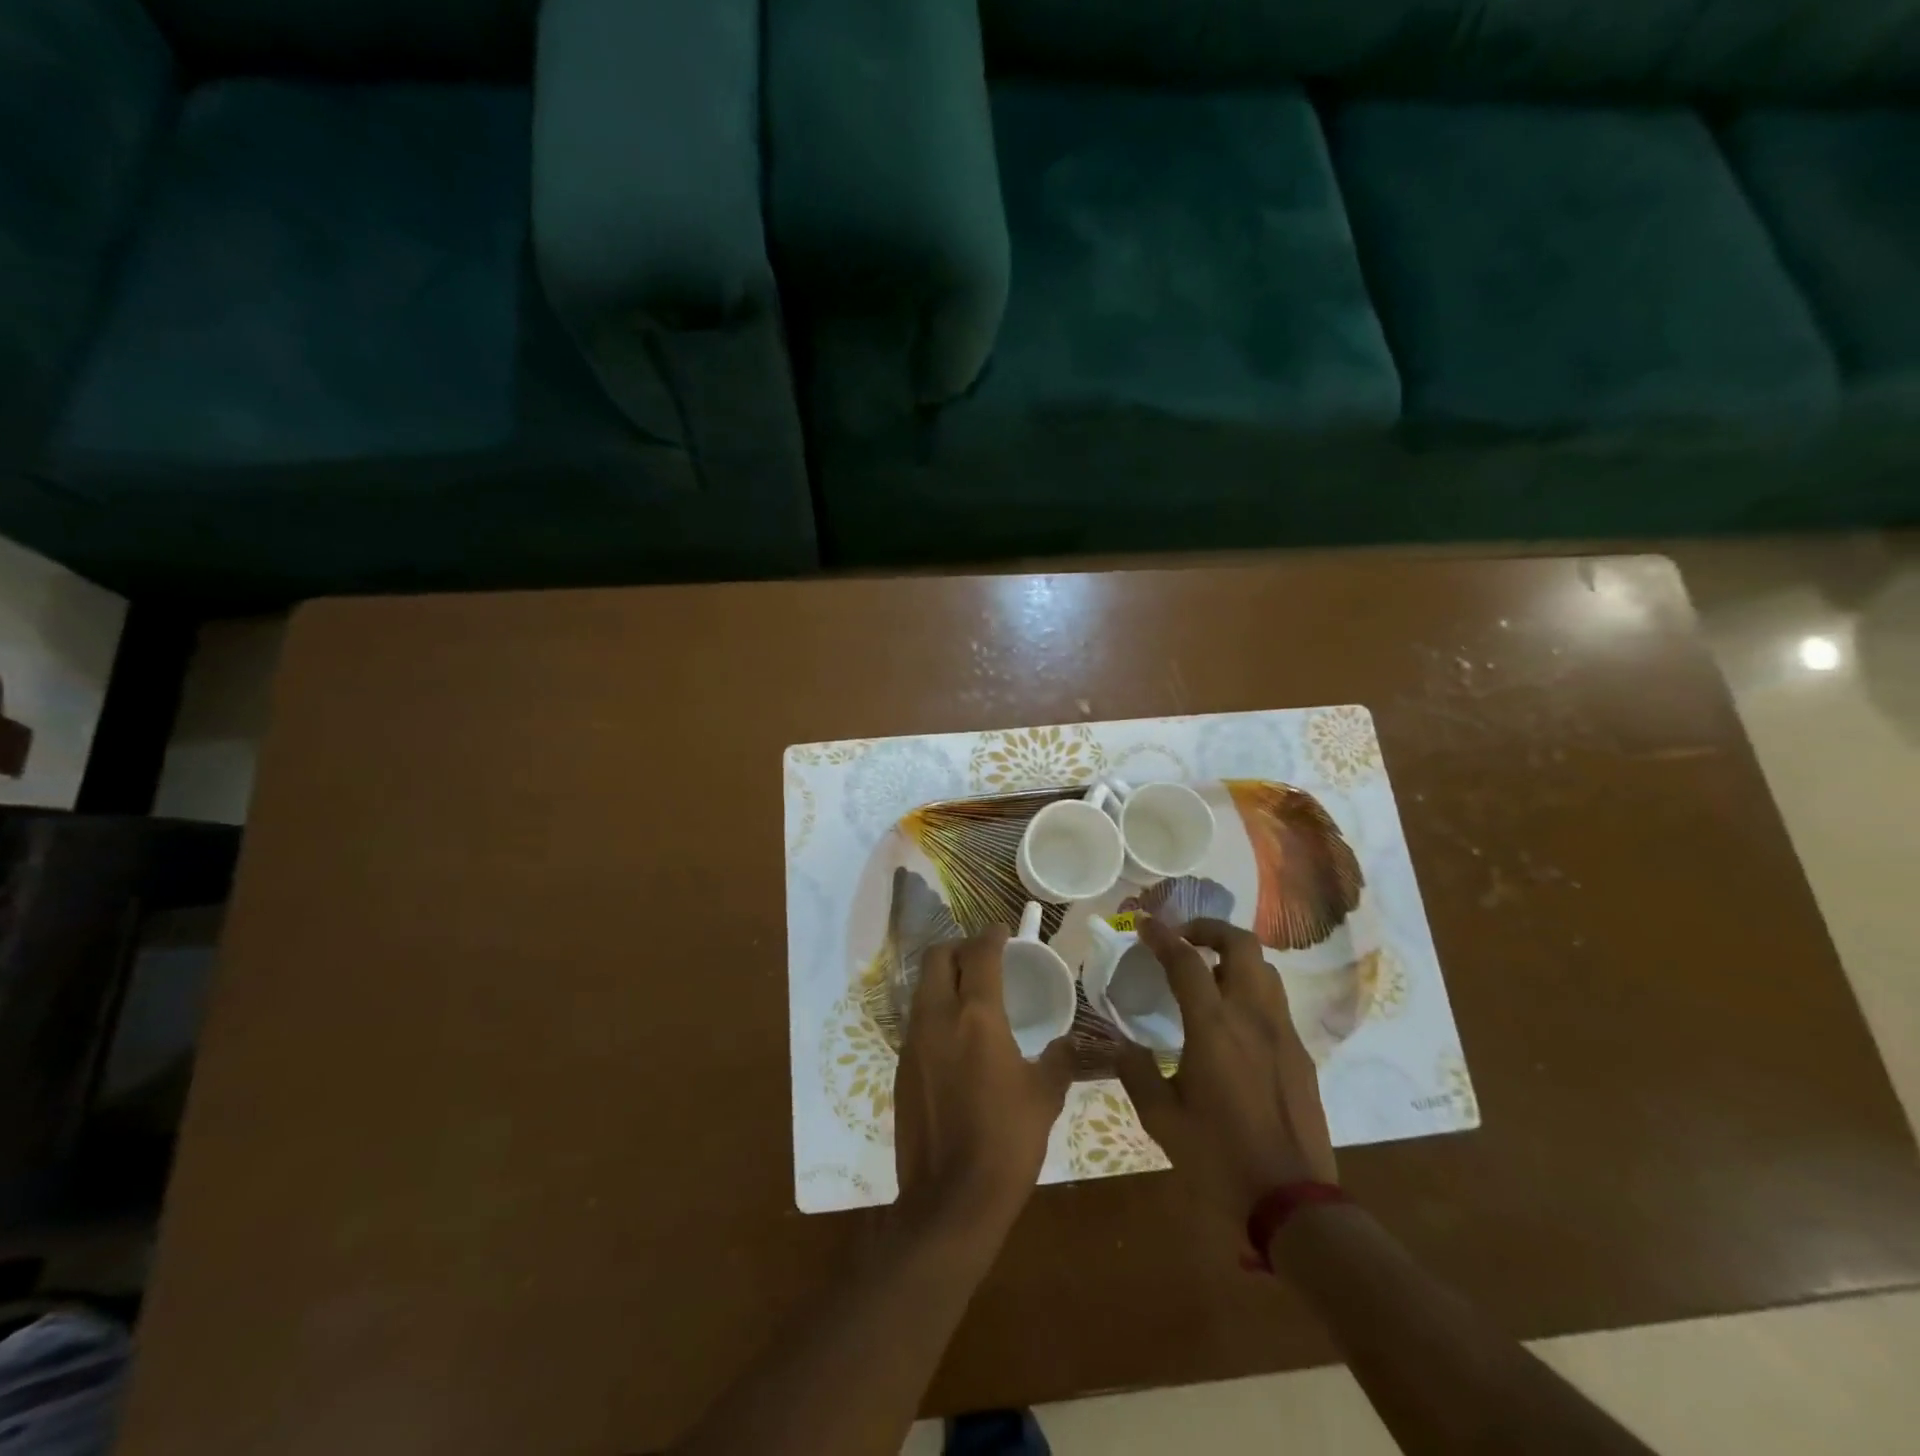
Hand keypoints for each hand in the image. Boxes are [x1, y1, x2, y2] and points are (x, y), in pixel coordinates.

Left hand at [894, 928, 1074, 1231]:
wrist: (950, 1200)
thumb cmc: (1006, 1142)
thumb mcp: (1045, 1097)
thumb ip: (1059, 1060)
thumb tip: (1069, 1044)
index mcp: (976, 1017)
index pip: (979, 954)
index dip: (991, 935)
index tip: (1002, 931)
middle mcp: (937, 1018)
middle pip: (936, 957)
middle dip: (958, 947)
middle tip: (982, 956)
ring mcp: (913, 1042)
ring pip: (922, 987)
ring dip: (943, 977)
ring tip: (969, 990)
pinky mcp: (901, 1066)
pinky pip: (917, 1019)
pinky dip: (935, 1009)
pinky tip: (955, 1034)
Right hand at [1116, 916, 1337, 1233]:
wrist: (1294, 1203)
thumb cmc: (1219, 1159)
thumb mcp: (1162, 1120)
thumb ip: (1137, 1073)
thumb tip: (1122, 1046)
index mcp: (1214, 1028)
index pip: (1186, 961)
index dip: (1162, 936)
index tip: (1144, 925)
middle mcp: (1252, 1017)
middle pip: (1241, 944)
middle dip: (1209, 929)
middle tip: (1184, 938)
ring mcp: (1283, 1033)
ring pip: (1265, 968)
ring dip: (1234, 956)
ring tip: (1208, 973)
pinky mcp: (1301, 1054)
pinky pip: (1275, 1001)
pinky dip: (1251, 989)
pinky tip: (1233, 1019)